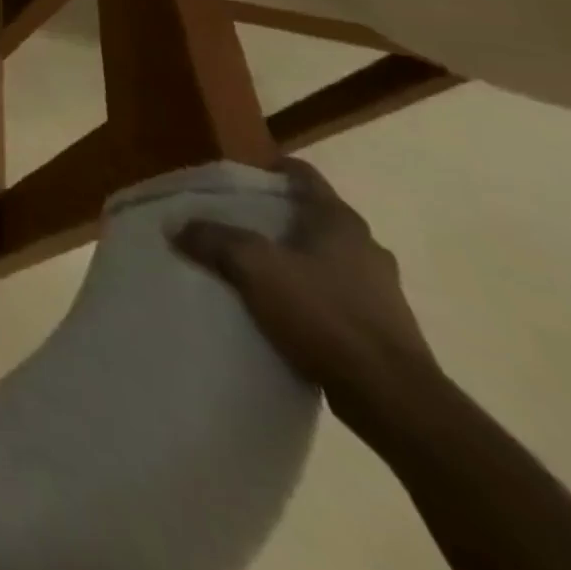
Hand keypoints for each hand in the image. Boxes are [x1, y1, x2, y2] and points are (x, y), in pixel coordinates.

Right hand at [173, 157, 440, 414]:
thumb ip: (212, 239)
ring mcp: (380, 289)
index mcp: (339, 221)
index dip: (268, 169)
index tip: (235, 179)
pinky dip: (305, 292)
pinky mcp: (382, 327)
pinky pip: (333, 294)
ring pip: (323, 257)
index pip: (302, 175)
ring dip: (290, 257)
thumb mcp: (253, 267)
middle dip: (273, 216)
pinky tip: (278, 306)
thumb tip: (178, 227)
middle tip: (232, 222)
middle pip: (311, 216)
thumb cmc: (324, 314)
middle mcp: (365, 247)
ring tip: (250, 267)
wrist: (392, 400)